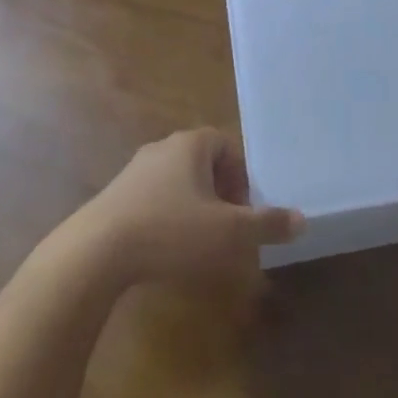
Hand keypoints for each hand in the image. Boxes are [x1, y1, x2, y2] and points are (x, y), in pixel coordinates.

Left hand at [75, 128, 303, 285]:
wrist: (95, 252)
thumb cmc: (171, 231)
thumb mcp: (229, 232)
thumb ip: (266, 224)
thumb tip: (302, 219)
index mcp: (191, 144)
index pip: (227, 145)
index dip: (242, 176)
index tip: (245, 210)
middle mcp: (162, 148)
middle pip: (202, 164)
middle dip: (220, 194)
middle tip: (228, 229)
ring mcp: (133, 172)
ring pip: (176, 184)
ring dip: (193, 209)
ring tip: (199, 245)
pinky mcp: (113, 198)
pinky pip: (152, 202)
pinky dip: (166, 221)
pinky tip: (166, 253)